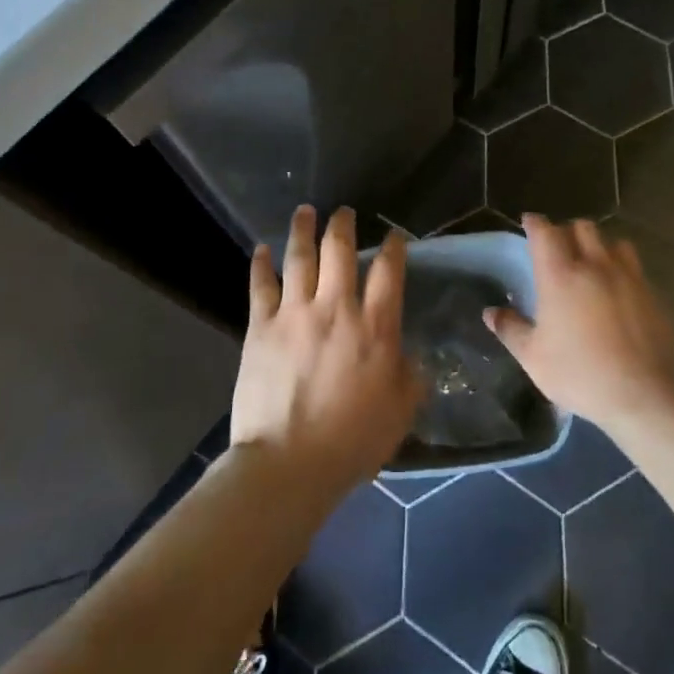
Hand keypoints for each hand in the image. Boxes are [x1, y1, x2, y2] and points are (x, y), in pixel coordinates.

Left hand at [230, 207, 422, 497]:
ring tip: (305, 211)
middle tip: (343, 212)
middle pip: (340, 251)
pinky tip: (261, 249)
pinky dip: (261, 264)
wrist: (289, 462)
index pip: (388, 272)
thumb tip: (412, 357)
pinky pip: (261, 285)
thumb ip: (411, 378)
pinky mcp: (261, 326)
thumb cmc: (352, 441)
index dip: (393, 247)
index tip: (393, 235)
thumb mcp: (400, 412)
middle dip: (343, 225)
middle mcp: (336, 308)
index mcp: (375, 327)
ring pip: (300, 257)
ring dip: (303, 230)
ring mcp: (295, 313)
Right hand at [485, 214, 673, 432]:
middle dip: (567, 230)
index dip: (535, 223)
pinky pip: (634, 265)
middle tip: (559, 247)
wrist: (647, 396)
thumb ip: (511, 330)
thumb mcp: (534, 359)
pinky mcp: (652, 293)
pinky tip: (618, 288)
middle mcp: (595, 265)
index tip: (529, 222)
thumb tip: (490, 312)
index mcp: (560, 275)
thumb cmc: (582, 375)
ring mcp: (628, 276)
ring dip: (598, 245)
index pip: (545, 232)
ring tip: (592, 263)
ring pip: (612, 241)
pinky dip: (621, 266)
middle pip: (582, 227)